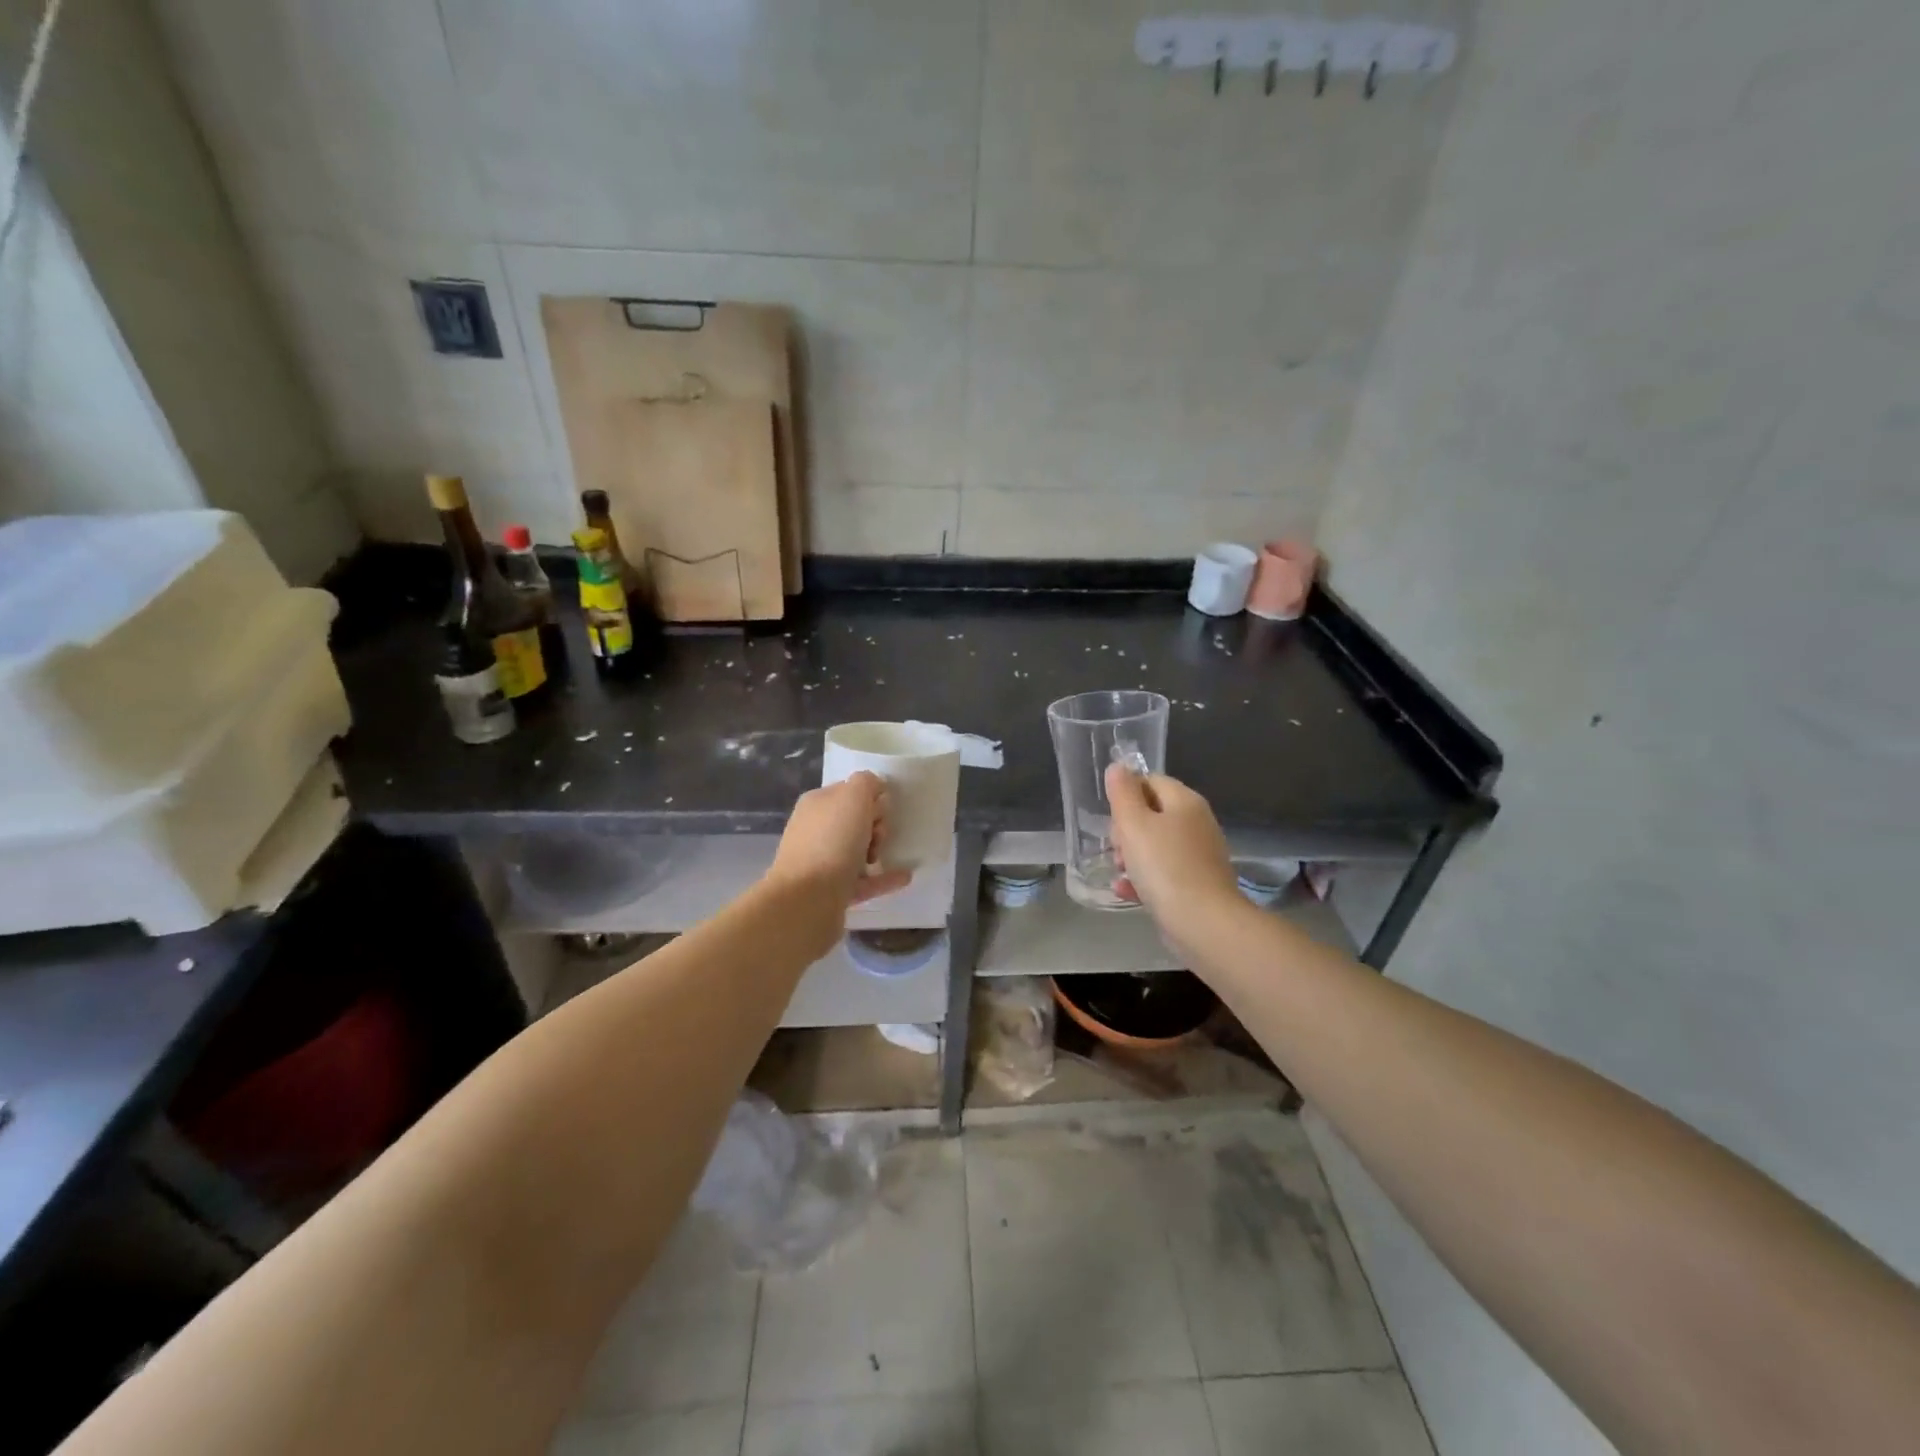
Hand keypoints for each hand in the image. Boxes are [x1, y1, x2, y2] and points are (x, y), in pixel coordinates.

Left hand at [766, 772, 912, 913]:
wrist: (807, 900)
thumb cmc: (832, 841)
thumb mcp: (852, 797)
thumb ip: (866, 783)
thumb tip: (874, 789)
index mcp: (817, 804)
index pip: (850, 791)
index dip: (871, 798)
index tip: (881, 811)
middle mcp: (815, 830)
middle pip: (855, 821)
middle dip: (875, 825)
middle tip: (878, 837)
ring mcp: (821, 863)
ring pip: (857, 850)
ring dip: (878, 850)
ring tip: (883, 857)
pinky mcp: (832, 892)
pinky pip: (864, 881)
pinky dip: (884, 878)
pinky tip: (904, 877)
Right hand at [1105, 763, 1243, 947]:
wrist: (1203, 922)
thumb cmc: (1164, 866)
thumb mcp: (1134, 824)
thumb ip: (1123, 793)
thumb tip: (1118, 767)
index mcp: (1185, 801)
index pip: (1150, 781)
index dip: (1126, 795)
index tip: (1112, 818)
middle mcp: (1197, 823)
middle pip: (1151, 814)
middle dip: (1126, 830)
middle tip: (1116, 848)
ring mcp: (1199, 854)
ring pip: (1155, 845)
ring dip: (1131, 857)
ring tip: (1119, 872)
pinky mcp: (1197, 883)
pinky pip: (1164, 872)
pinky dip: (1144, 878)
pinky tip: (1127, 891)